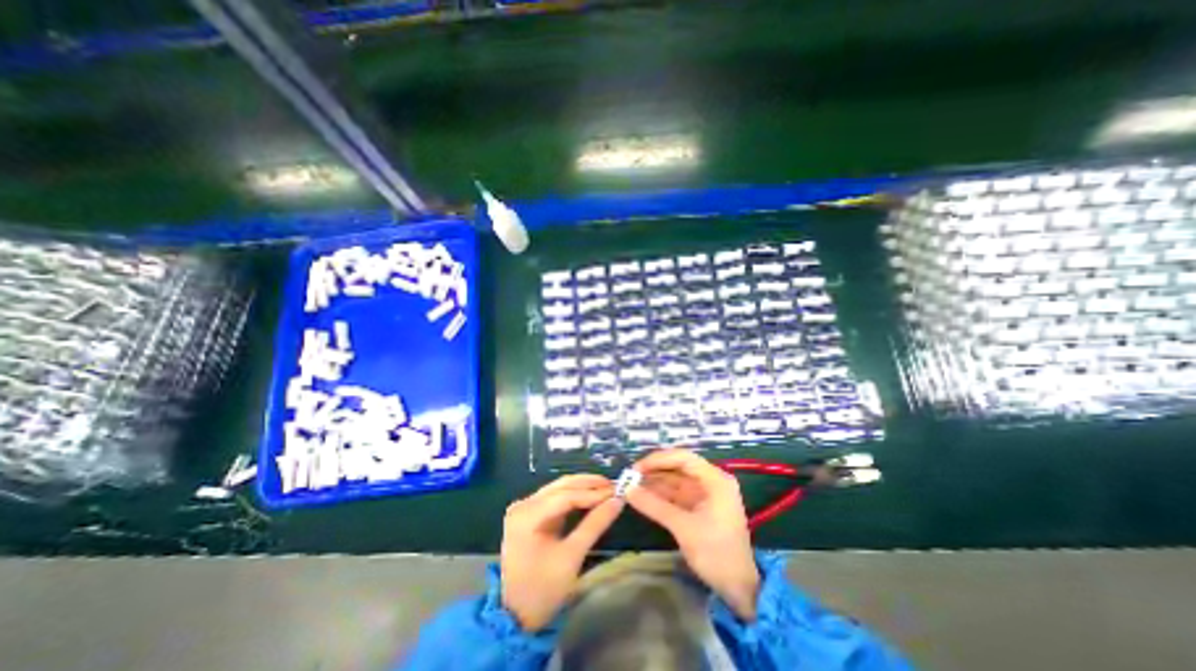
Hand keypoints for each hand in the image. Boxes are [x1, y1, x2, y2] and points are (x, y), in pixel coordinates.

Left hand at [501, 473, 621, 628]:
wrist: (515, 615)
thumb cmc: (543, 589)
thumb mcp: (572, 557)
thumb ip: (595, 525)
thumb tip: (617, 501)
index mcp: (527, 515)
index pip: (565, 496)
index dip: (592, 493)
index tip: (616, 492)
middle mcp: (523, 504)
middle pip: (561, 487)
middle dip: (588, 485)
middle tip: (613, 485)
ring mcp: (524, 508)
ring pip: (559, 489)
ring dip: (583, 488)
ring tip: (606, 489)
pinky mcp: (529, 513)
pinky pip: (555, 498)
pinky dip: (574, 497)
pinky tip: (590, 497)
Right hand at [626, 447, 754, 619]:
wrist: (740, 589)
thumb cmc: (716, 553)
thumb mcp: (684, 528)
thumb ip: (655, 506)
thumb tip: (627, 490)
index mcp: (715, 479)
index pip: (683, 458)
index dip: (658, 459)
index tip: (637, 467)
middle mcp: (711, 481)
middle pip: (679, 467)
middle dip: (655, 470)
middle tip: (631, 476)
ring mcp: (705, 494)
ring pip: (675, 480)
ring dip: (655, 482)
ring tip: (632, 485)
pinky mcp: (699, 507)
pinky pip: (677, 494)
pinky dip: (661, 495)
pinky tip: (643, 495)